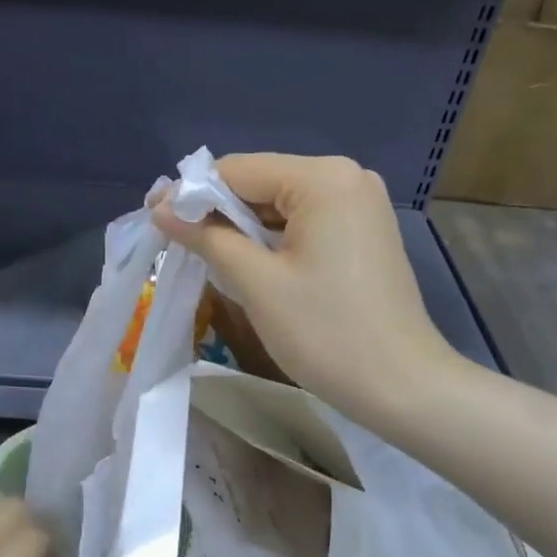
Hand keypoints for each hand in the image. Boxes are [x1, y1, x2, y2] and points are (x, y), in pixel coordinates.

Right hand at [153, 153, 461, 423]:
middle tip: (173, 241)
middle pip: (260, 182)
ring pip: (280, 203)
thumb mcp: (257, 283)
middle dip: (216, 210)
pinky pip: (304, 221)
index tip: (153, 218)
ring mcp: (360, 203)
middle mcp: (346, 176)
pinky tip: (247, 261)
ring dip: (241, 226)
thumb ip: (207, 237)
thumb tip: (161, 208)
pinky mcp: (363, 230)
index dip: (191, 193)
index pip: (238, 170)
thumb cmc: (326, 333)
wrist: (403, 386)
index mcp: (323, 179)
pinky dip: (272, 238)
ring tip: (202, 254)